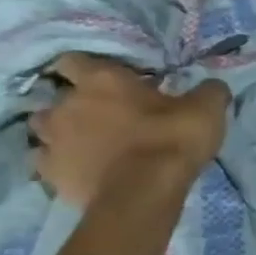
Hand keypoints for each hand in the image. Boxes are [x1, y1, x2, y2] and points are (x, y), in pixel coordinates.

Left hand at [29, 54, 228, 207]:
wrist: (143, 193)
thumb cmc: (172, 140)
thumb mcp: (207, 109)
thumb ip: (207, 91)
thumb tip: (211, 86)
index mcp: (102, 80)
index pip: (74, 60)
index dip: (89, 68)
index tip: (108, 79)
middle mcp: (67, 104)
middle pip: (57, 97)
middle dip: (76, 103)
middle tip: (105, 114)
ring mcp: (51, 140)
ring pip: (44, 128)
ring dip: (63, 131)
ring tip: (88, 142)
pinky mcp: (49, 173)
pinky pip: (48, 161)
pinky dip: (63, 162)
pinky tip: (84, 168)